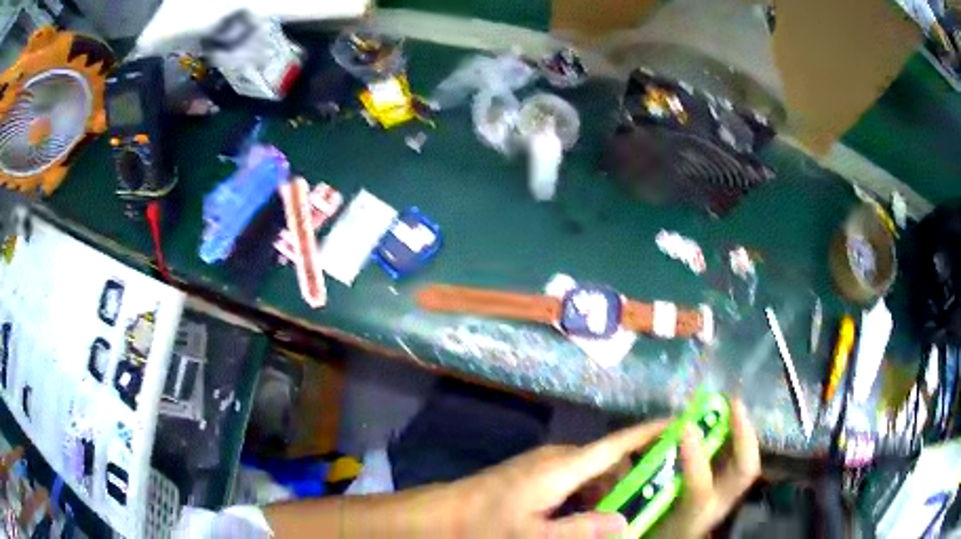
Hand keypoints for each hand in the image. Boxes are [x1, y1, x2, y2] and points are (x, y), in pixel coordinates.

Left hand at [447, 399, 758, 538]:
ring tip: (624, 511)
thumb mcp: (535, 535)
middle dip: (634, 476)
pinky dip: (589, 494)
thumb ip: (582, 529)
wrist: (442, 514)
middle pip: (609, 461)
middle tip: (654, 497)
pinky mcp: (535, 474)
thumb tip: (627, 522)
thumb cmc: (487, 524)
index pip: (617, 444)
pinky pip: (575, 479)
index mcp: (563, 467)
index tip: (680, 422)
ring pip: (592, 472)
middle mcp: (558, 458)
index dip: (650, 432)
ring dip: (610, 489)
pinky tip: (588, 516)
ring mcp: (544, 464)